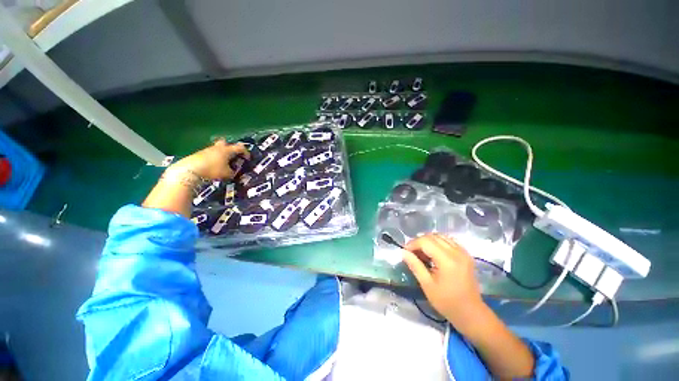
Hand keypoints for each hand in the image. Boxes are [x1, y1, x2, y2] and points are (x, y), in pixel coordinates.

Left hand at [172, 140, 249, 179]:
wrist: (191, 170)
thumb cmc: (213, 170)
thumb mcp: (228, 174)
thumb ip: (233, 172)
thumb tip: (233, 172)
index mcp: (227, 150)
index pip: (240, 147)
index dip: (246, 152)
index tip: (247, 159)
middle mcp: (218, 147)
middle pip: (226, 143)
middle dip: (230, 148)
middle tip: (233, 156)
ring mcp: (208, 150)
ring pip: (218, 149)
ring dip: (222, 155)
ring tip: (224, 164)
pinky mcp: (200, 154)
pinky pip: (211, 154)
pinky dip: (214, 159)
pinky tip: (214, 166)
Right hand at [403, 234, 486, 330]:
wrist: (471, 313)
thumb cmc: (447, 302)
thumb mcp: (427, 285)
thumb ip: (415, 265)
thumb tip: (403, 252)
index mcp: (447, 260)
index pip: (426, 241)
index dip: (413, 244)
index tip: (405, 252)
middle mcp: (457, 252)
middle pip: (433, 236)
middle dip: (419, 241)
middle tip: (412, 253)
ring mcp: (463, 252)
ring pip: (440, 236)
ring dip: (428, 241)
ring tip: (422, 253)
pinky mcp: (466, 254)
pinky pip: (448, 241)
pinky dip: (438, 243)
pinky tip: (434, 253)